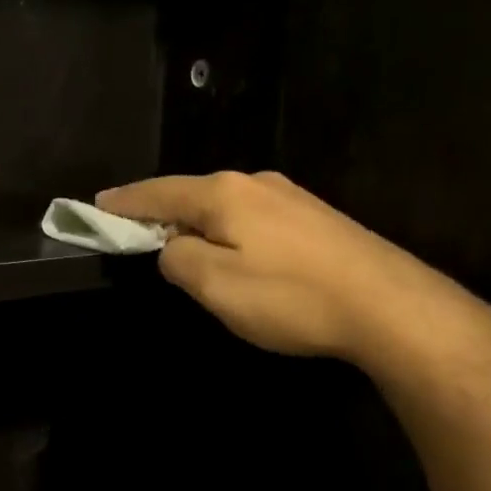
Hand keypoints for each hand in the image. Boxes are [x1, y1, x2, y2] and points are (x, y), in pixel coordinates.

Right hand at [96, 171, 477, 363]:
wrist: (392, 307)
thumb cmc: (292, 297)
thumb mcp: (216, 285)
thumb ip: (178, 260)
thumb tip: (171, 247)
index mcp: (224, 194)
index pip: (158, 192)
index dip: (125, 201)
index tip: (98, 203)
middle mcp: (255, 183)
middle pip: (192, 194)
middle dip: (161, 211)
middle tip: (135, 231)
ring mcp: (291, 198)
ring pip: (225, 206)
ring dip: (198, 223)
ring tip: (184, 246)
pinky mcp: (316, 219)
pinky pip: (253, 217)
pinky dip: (229, 231)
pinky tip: (236, 252)